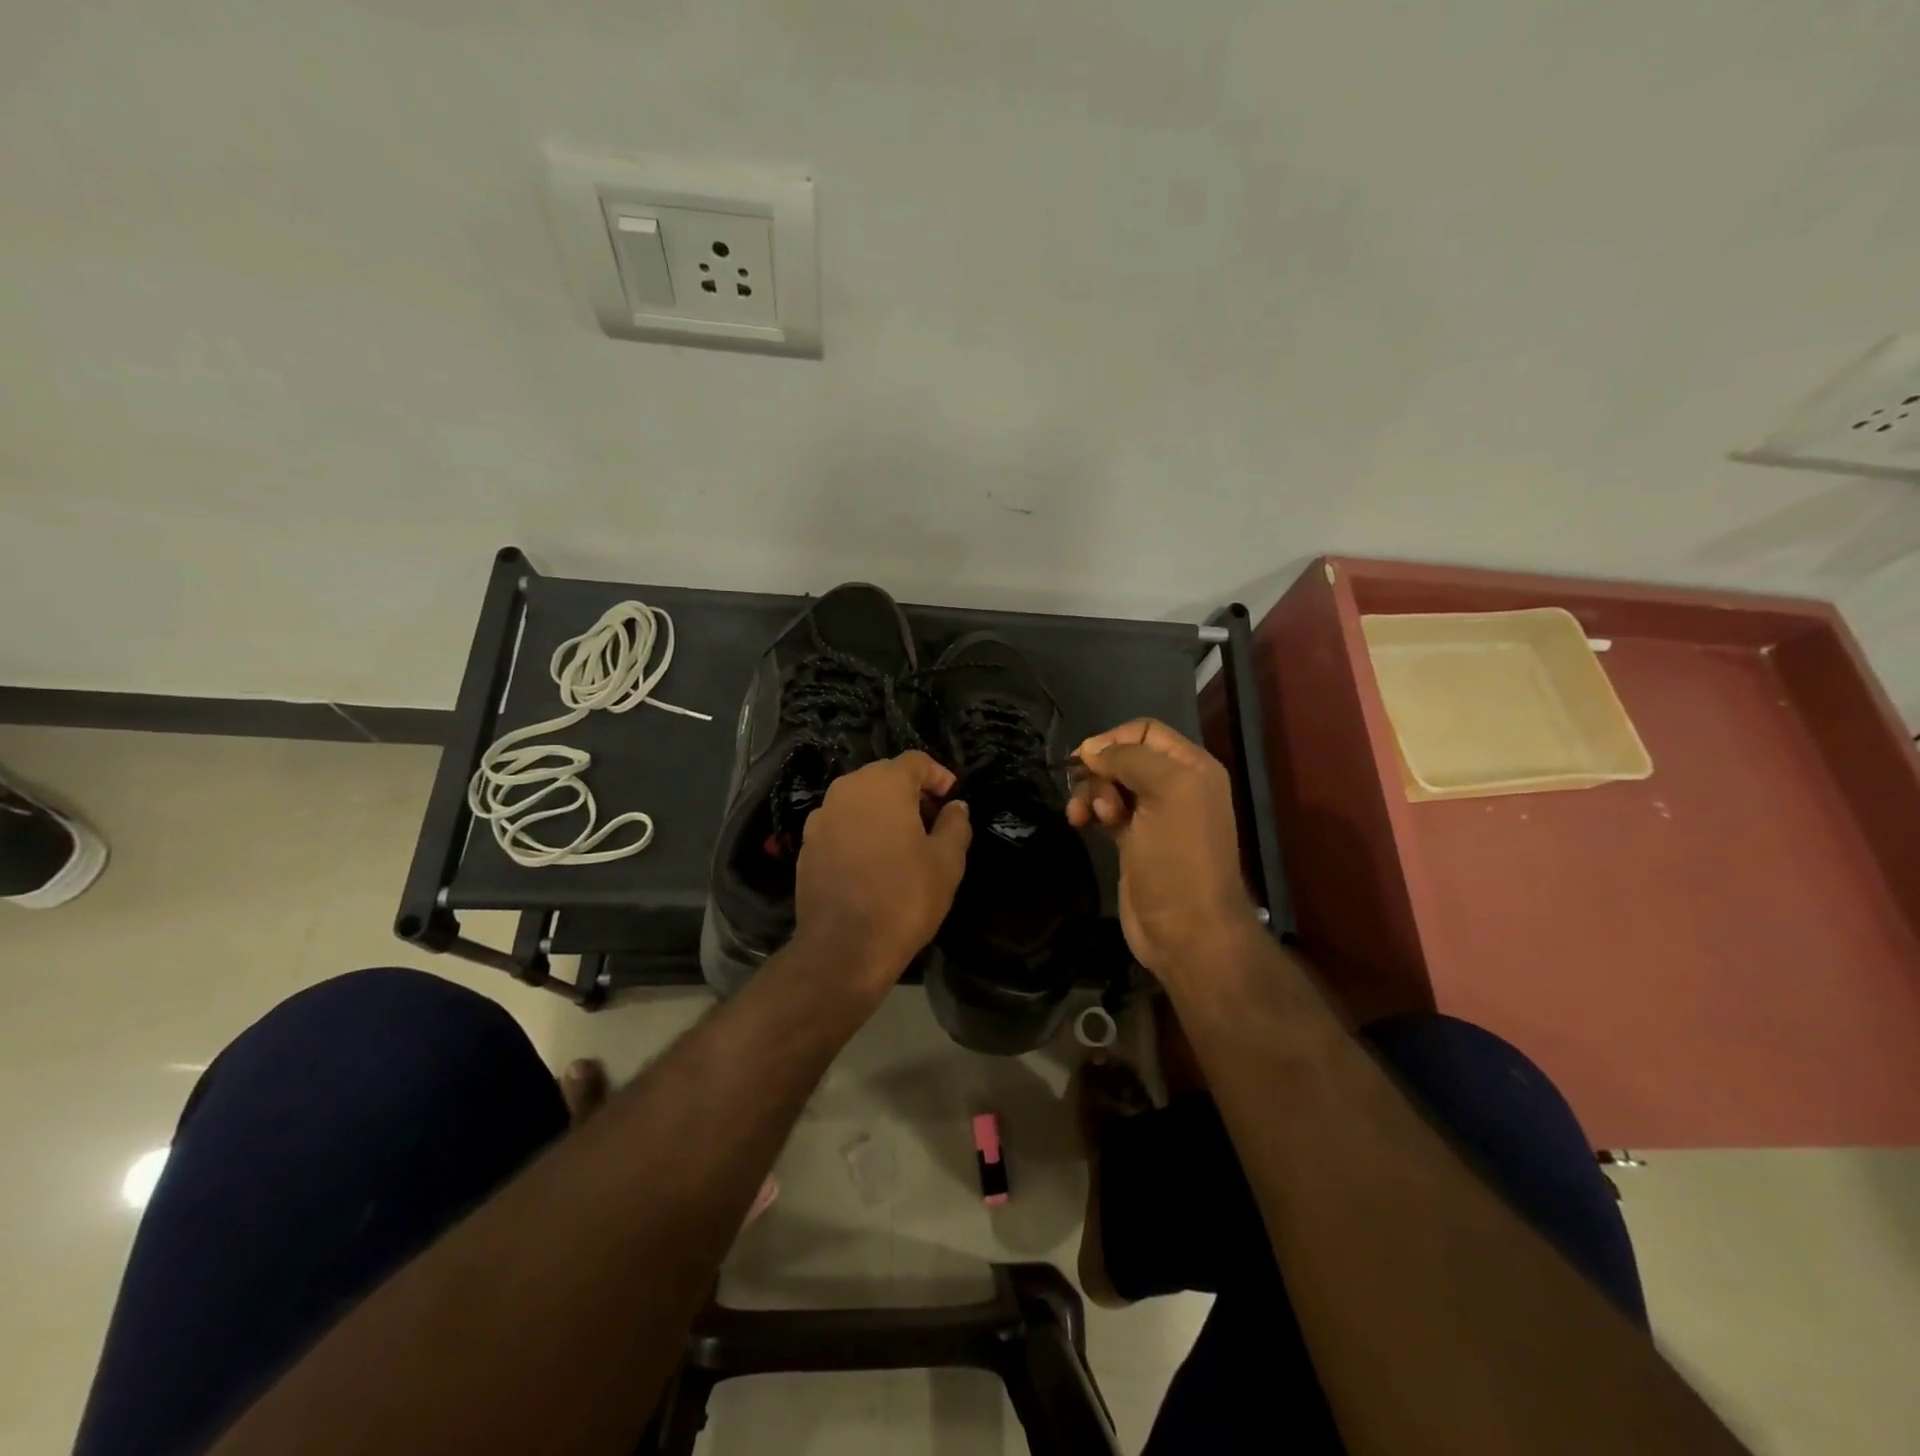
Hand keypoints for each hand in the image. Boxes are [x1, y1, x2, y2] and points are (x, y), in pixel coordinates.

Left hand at [791, 751, 971, 996]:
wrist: (843, 948)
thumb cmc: (904, 898)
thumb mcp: (947, 862)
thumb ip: (955, 825)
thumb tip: (956, 807)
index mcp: (883, 784)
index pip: (915, 761)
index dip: (938, 775)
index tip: (951, 799)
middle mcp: (846, 790)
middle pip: (884, 776)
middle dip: (910, 791)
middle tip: (932, 821)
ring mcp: (821, 817)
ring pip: (859, 799)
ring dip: (883, 810)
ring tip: (903, 842)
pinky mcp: (807, 845)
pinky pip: (840, 824)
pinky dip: (859, 830)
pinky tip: (873, 861)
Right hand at [1068, 719, 1262, 981]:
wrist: (1187, 931)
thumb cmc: (1180, 857)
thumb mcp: (1166, 792)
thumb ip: (1129, 759)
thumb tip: (1091, 749)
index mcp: (1191, 768)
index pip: (1145, 731)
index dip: (1114, 740)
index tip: (1088, 760)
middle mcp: (1175, 786)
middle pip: (1123, 757)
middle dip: (1100, 772)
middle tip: (1097, 801)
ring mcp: (1153, 815)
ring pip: (1110, 784)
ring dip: (1090, 793)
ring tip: (1083, 817)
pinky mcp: (1133, 840)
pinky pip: (1105, 810)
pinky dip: (1090, 811)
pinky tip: (1079, 823)